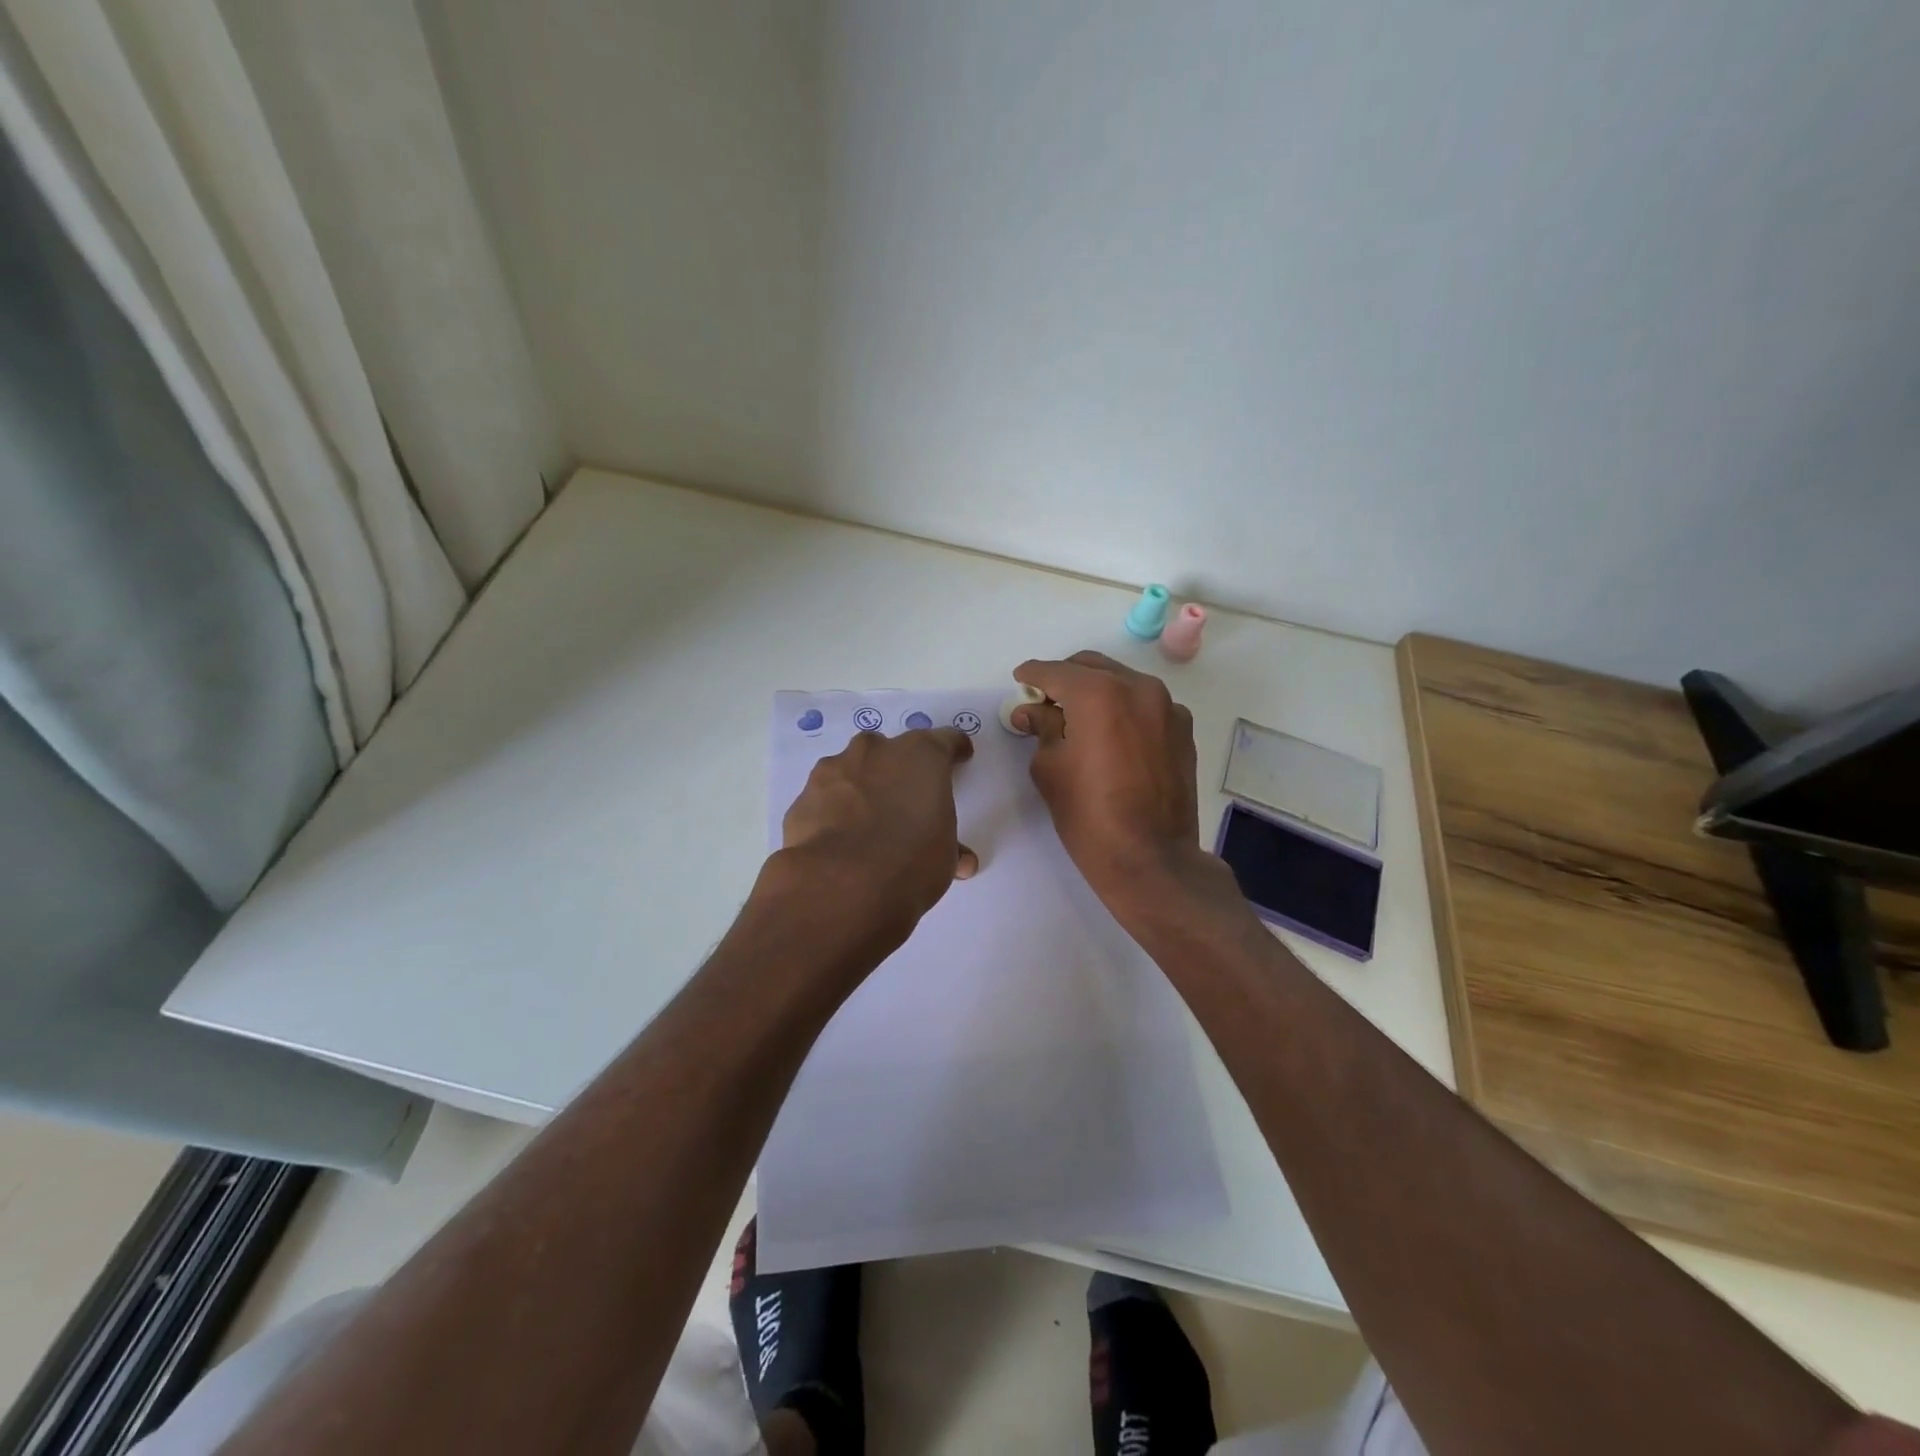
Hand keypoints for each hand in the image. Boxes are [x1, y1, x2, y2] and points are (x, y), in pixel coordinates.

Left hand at [773, 727, 977, 946]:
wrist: (839, 885)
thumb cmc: (910, 862)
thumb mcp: (944, 857)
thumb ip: (951, 848)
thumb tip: (961, 860)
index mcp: (921, 755)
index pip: (945, 740)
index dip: (954, 750)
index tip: (959, 759)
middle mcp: (877, 750)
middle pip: (893, 750)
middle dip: (900, 770)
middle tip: (907, 800)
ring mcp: (835, 769)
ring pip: (854, 769)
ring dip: (863, 787)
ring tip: (868, 822)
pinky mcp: (804, 795)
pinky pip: (827, 797)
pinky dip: (835, 810)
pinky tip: (838, 838)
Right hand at [1012, 652, 1213, 908]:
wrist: (1151, 858)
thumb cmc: (1089, 815)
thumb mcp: (1050, 768)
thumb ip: (1041, 728)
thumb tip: (1033, 711)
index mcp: (1099, 693)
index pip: (1056, 671)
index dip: (1032, 675)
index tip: (1020, 680)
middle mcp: (1138, 688)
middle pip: (1092, 667)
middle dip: (1065, 679)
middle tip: (1045, 702)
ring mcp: (1167, 708)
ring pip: (1122, 683)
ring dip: (1096, 692)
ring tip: (1077, 719)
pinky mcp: (1183, 730)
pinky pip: (1145, 705)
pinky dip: (1124, 710)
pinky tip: (1111, 737)